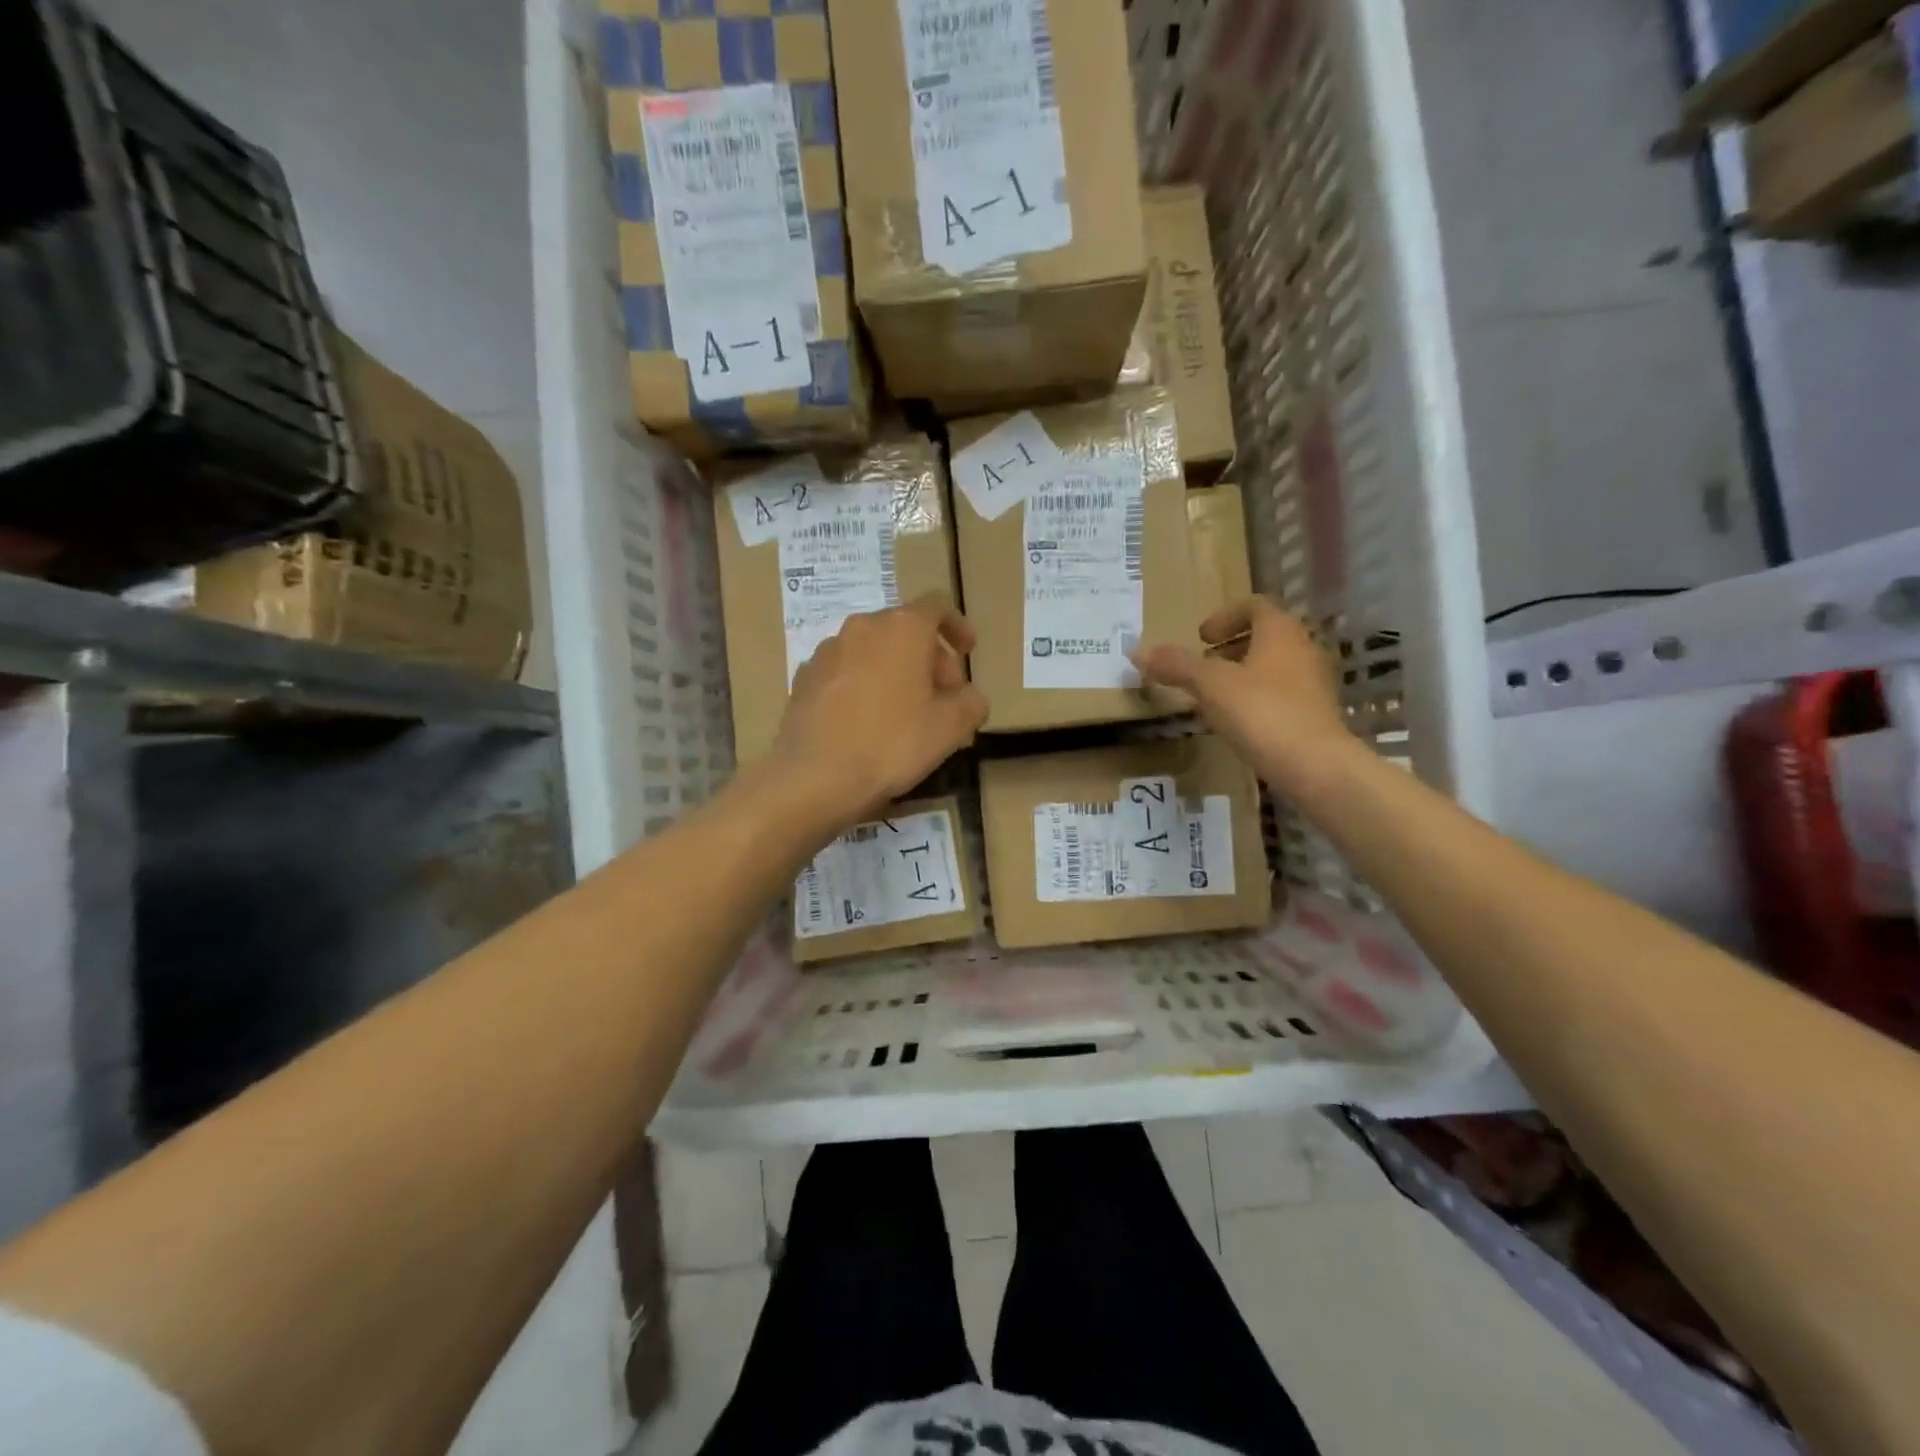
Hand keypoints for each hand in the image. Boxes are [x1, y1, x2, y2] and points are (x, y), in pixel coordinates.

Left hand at [768, 594, 987, 828]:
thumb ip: (971, 703)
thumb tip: (968, 697)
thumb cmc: (891, 744)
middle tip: (942, 698)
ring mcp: (827, 651)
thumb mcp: (950, 728)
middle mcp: (862, 627)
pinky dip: (864, 685)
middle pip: (905, 630)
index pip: (937, 606)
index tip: (967, 652)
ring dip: (895, 671)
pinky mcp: (804, 678)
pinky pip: (846, 671)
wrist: (814, 776)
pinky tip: (867, 722)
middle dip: (929, 658)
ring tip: (905, 712)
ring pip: (873, 650)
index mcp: (902, 628)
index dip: (957, 626)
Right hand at [1131, 596, 1353, 793]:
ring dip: (1244, 672)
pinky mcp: (1317, 713)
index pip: (1254, 606)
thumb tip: (1137, 651)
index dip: (1224, 616)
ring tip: (1216, 695)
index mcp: (1281, 631)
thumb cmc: (1261, 712)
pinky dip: (1258, 697)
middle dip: (1232, 646)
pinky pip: (1283, 693)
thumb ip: (1176, 666)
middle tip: (1204, 664)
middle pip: (1266, 635)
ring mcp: (1315, 682)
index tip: (1200, 638)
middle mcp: (1304, 648)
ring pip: (1275, 665)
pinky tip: (1239, 721)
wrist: (1315, 766)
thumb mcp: (1210, 686)